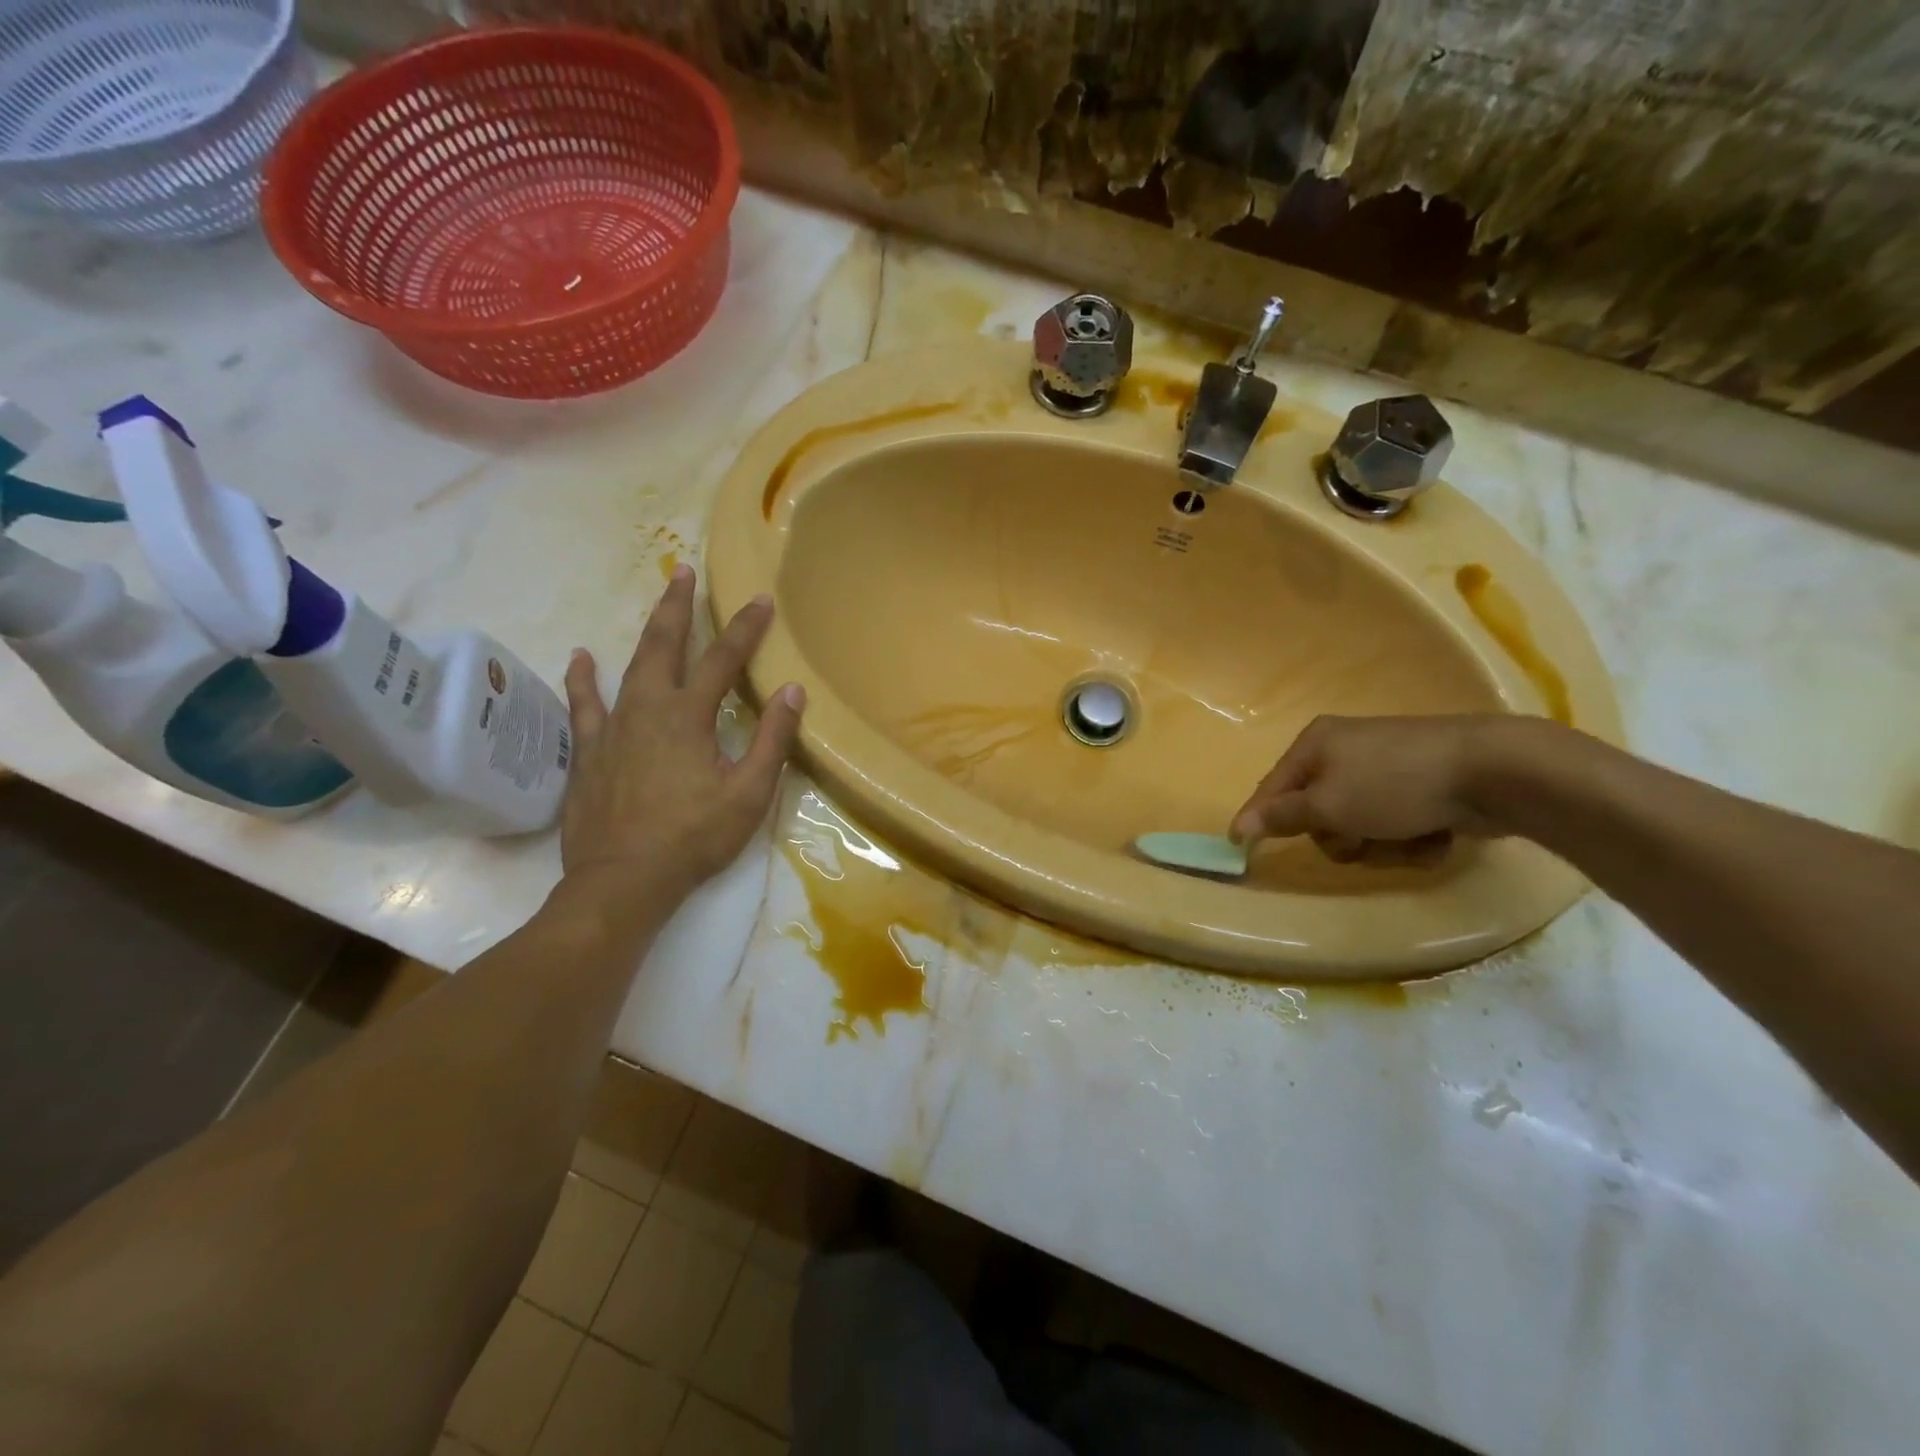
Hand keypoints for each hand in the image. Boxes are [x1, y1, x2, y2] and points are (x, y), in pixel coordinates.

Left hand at [559, 566, 803, 900]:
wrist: (623, 879)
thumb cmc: (694, 837)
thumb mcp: (749, 793)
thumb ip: (771, 740)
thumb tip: (793, 691)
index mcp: (688, 717)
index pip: (723, 661)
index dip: (745, 629)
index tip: (760, 600)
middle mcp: (647, 709)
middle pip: (664, 646)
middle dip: (679, 607)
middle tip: (684, 571)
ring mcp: (613, 728)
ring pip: (628, 666)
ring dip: (645, 632)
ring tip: (654, 602)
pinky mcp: (589, 751)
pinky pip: (584, 705)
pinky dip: (583, 679)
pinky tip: (581, 657)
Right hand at [1230, 715, 1515, 867]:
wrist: (1494, 771)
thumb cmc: (1395, 785)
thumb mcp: (1329, 805)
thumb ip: (1282, 816)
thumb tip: (1240, 824)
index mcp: (1316, 745)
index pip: (1272, 788)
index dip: (1258, 818)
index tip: (1239, 848)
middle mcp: (1345, 752)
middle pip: (1318, 813)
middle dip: (1340, 837)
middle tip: (1359, 840)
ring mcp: (1385, 769)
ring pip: (1360, 827)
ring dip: (1380, 844)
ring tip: (1408, 838)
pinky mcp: (1420, 788)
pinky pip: (1396, 825)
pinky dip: (1411, 839)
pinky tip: (1436, 834)